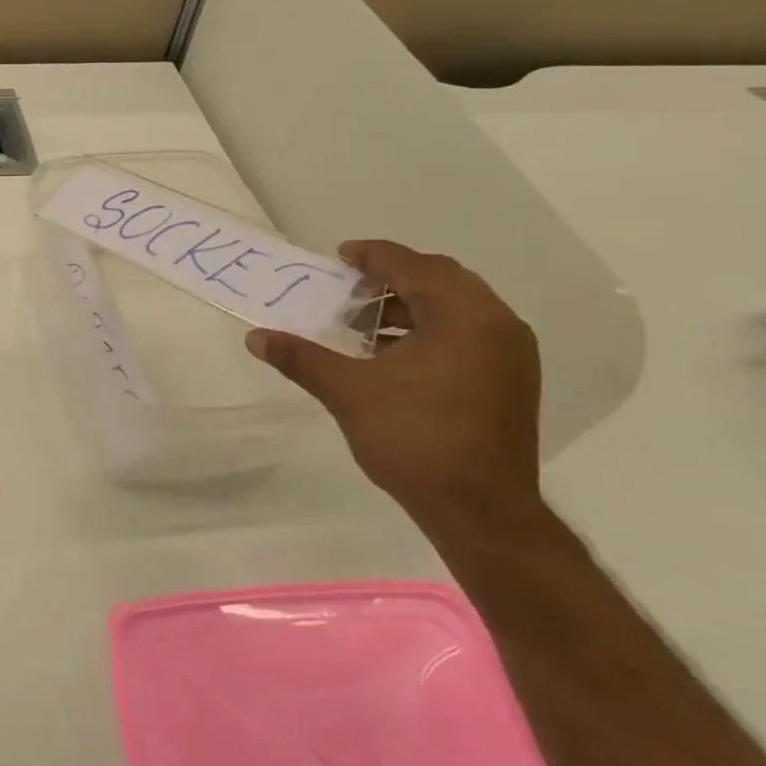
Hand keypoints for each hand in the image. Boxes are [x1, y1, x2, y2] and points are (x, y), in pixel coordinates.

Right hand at [246, 240, 542, 522]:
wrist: (479, 509)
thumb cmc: (414, 438)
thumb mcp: (348, 392)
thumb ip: (302, 358)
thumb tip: (255, 337)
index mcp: (463, 318)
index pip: (414, 267)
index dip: (373, 256)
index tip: (339, 257)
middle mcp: (497, 325)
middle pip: (442, 279)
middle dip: (393, 277)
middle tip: (349, 289)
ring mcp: (510, 354)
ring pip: (457, 307)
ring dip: (410, 304)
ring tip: (364, 324)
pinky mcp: (510, 380)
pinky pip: (468, 332)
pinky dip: (430, 328)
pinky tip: (393, 354)